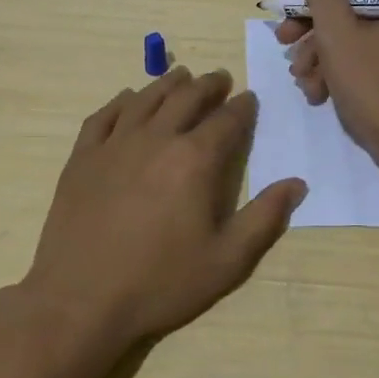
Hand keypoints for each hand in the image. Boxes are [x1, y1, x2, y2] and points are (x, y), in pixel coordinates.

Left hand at [22, 68, 305, 352]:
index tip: (249, 99)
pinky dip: (121, 101)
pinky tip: (128, 99)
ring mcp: (115, 145)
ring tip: (181, 77)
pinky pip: (104, 115)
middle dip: (208, 85)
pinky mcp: (83, 157)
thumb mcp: (227, 260)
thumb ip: (265, 217)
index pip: (227, 120)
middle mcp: (156, 139)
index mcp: (195, 159)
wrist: (81, 301)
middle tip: (220, 79)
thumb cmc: (161, 282)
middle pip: (187, 97)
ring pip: (146, 98)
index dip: (242, 107)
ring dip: (168, 84)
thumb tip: (297, 183)